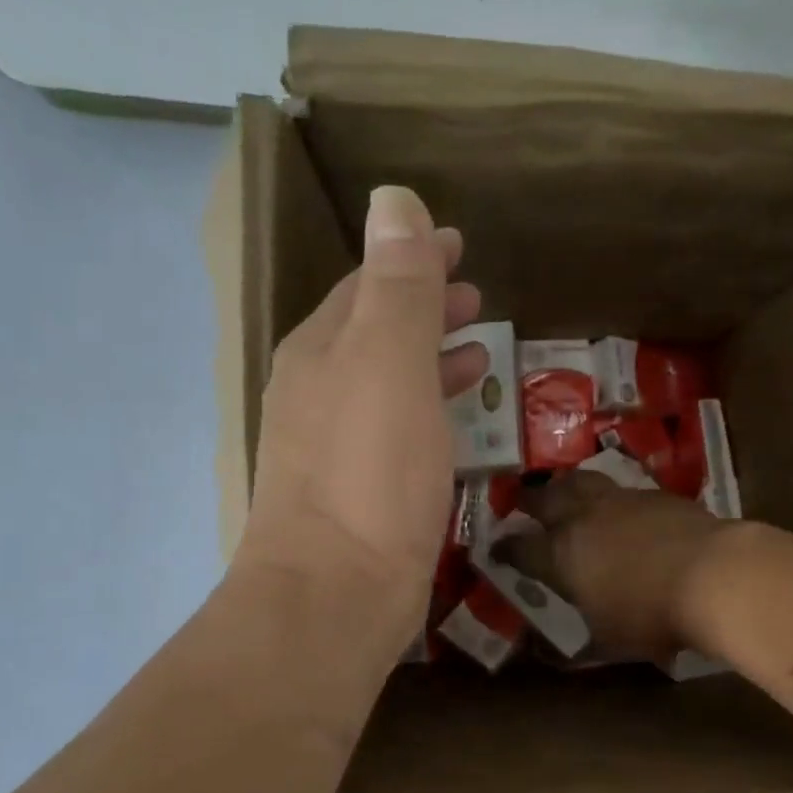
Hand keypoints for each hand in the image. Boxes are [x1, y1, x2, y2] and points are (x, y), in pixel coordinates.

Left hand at [235, 185, 487, 658]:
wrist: (335, 594)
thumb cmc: (368, 474)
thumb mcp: (389, 365)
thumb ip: (397, 287)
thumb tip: (393, 199)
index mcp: (321, 352)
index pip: (368, 285)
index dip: (412, 259)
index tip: (458, 244)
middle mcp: (317, 393)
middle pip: (373, 333)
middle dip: (422, 308)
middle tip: (474, 297)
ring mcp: (332, 448)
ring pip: (385, 383)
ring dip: (426, 359)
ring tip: (476, 353)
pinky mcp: (356, 495)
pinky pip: (395, 430)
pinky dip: (425, 411)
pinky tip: (453, 425)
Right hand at [509, 472, 737, 659]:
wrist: (713, 575)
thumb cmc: (651, 615)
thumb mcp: (609, 641)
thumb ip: (577, 646)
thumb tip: (547, 658)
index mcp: (562, 555)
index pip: (521, 549)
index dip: (505, 549)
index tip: (496, 549)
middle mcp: (584, 518)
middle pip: (547, 499)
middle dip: (529, 500)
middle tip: (522, 500)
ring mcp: (621, 500)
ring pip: (583, 481)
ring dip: (568, 486)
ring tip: (565, 490)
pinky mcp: (656, 494)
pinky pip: (623, 488)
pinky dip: (612, 496)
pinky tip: (621, 506)